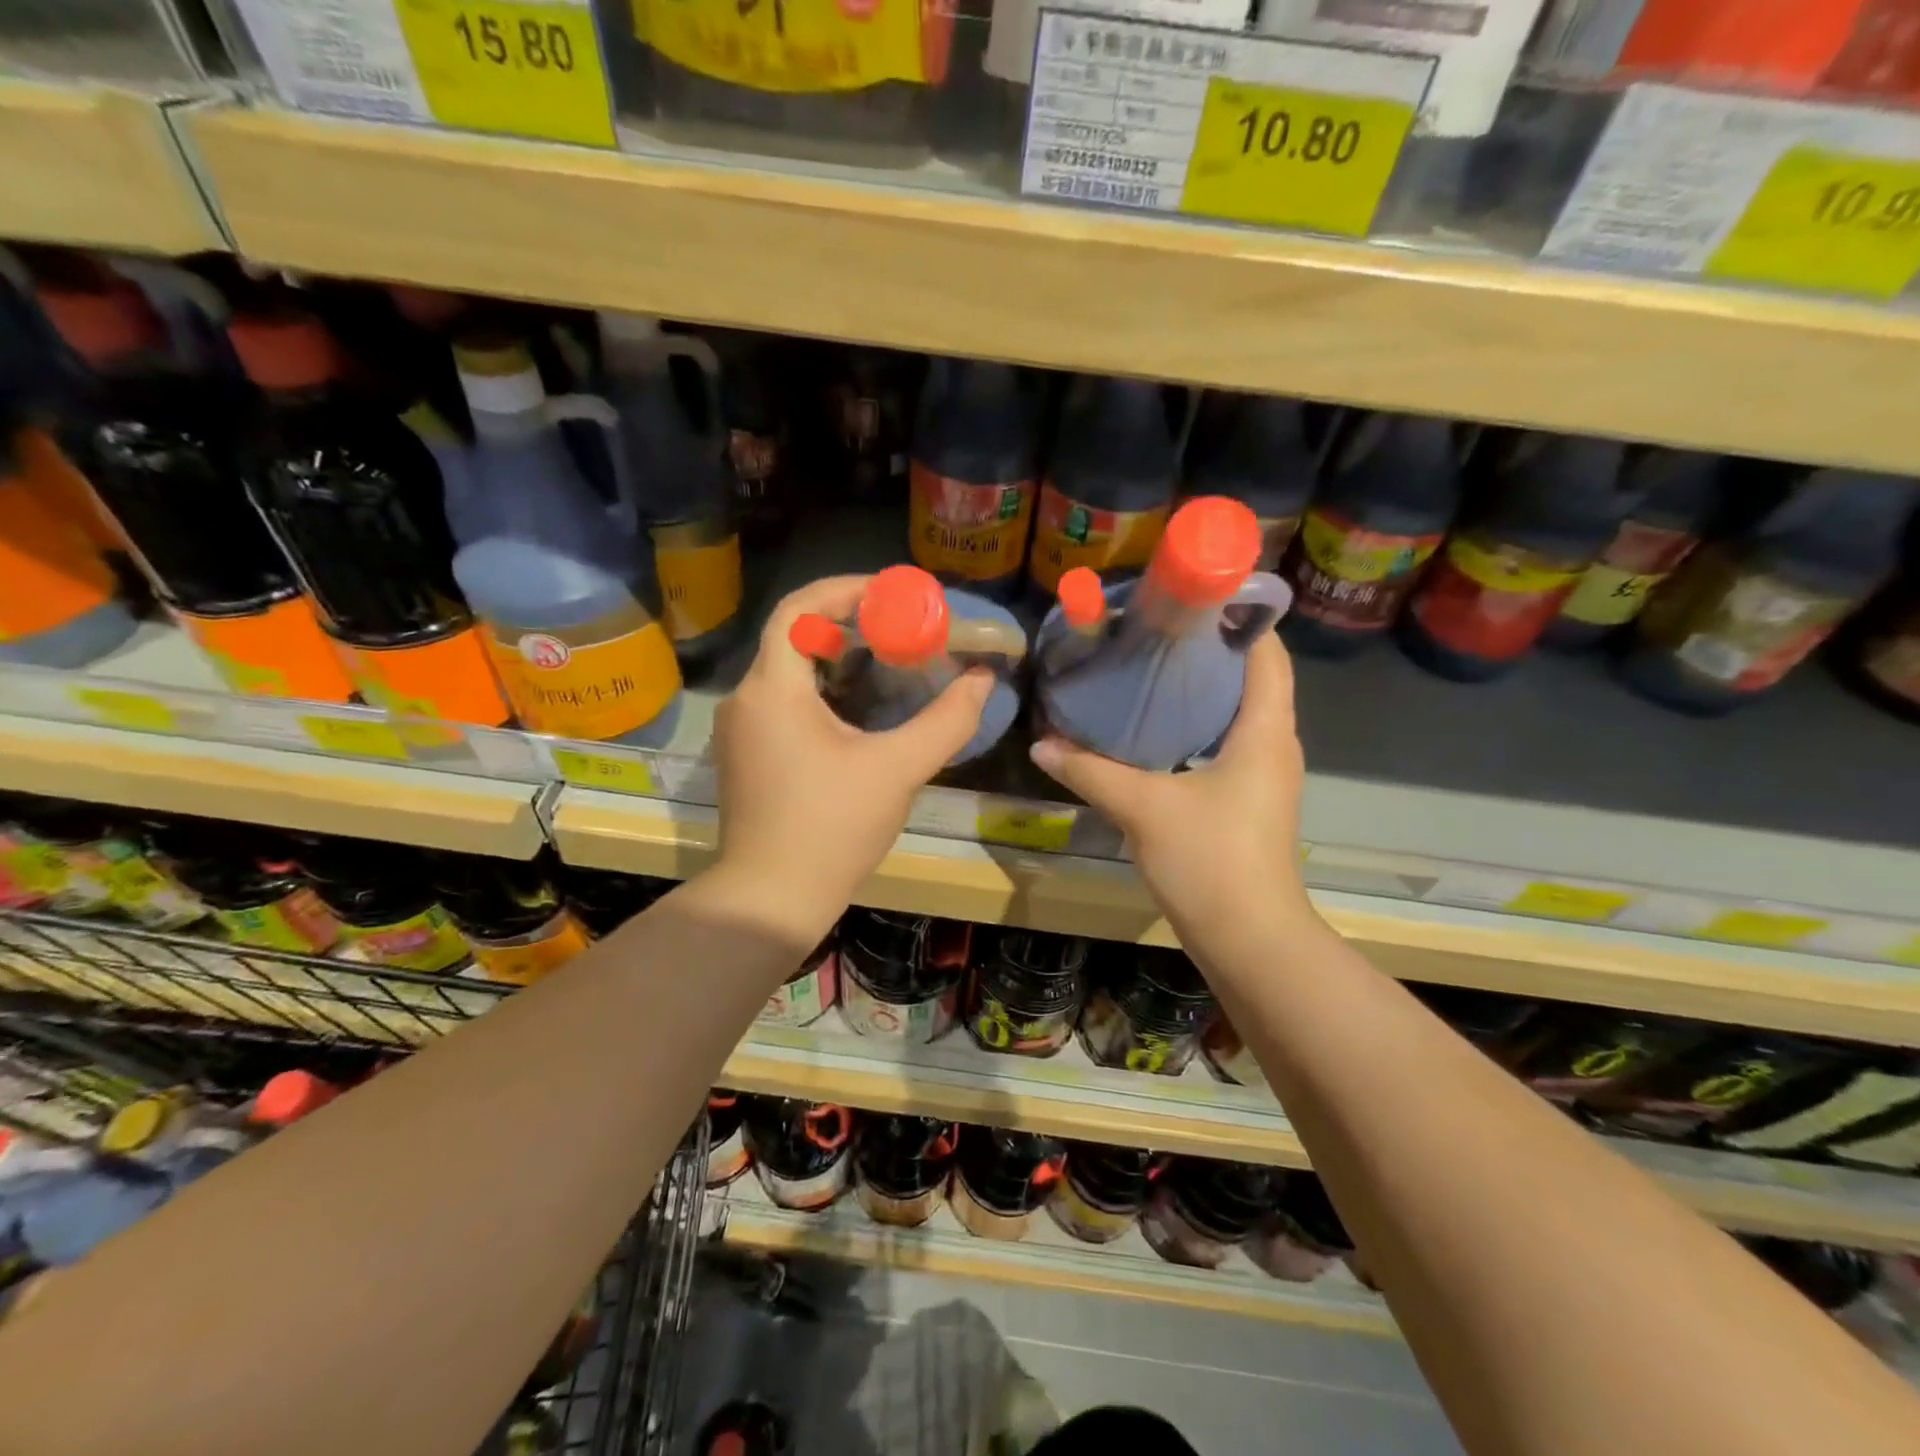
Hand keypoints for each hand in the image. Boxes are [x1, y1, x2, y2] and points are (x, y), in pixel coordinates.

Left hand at [711, 576, 993, 929]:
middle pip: (795, 637)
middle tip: (901, 630)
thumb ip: (946, 721)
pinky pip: (784, 702)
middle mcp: (747, 698)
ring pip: (789, 671)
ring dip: (837, 661)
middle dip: (850, 626)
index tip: (891, 593)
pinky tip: (861, 712)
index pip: (798, 609)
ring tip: (889, 665)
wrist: (771, 898)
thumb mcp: (899, 770)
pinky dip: (822, 692)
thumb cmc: (832, 828)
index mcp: (773, 689)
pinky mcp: (747, 755)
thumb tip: (983, 680)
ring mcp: (741, 730)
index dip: (844, 589)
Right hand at [1029, 633, 1309, 935]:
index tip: (1189, 598)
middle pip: (1250, 677)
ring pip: (1237, 712)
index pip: (1266, 651)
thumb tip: (1042, 742)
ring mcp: (1264, 775)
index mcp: (1265, 729)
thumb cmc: (1210, 860)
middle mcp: (1274, 744)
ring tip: (1145, 669)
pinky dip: (1195, 726)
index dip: (1237, 616)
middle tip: (1151, 630)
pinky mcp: (1248, 801)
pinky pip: (1226, 743)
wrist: (1249, 939)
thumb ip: (1090, 770)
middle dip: (1206, 650)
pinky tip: (1152, 730)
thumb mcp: (1143, 807)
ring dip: (1199, 690)